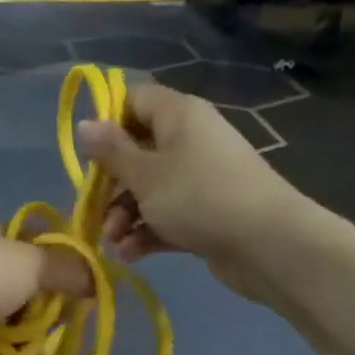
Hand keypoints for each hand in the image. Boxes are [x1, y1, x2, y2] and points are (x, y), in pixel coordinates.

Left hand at [0, 218, 93, 354]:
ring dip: (39, 324)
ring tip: (50, 329)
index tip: (84, 274)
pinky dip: (23, 347)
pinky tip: (33, 349)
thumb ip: (70, 269)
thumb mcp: (32, 259)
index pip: (34, 240)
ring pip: (25, 315)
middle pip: (32, 281)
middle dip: (53, 296)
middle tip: (72, 307)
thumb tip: (99, 280)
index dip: (59, 256)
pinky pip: (11, 344)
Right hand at [76, 83, 321, 295]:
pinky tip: (131, 254)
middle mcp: (190, 139)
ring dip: (125, 214)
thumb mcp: (145, 174)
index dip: (107, 122)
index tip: (87, 153)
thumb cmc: (198, 197)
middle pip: (137, 150)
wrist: (269, 246)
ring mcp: (200, 177)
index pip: (134, 100)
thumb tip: (85, 124)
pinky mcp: (206, 211)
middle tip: (94, 209)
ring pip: (149, 187)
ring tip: (114, 241)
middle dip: (111, 184)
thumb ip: (111, 151)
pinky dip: (148, 231)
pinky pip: (167, 214)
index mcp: (178, 115)